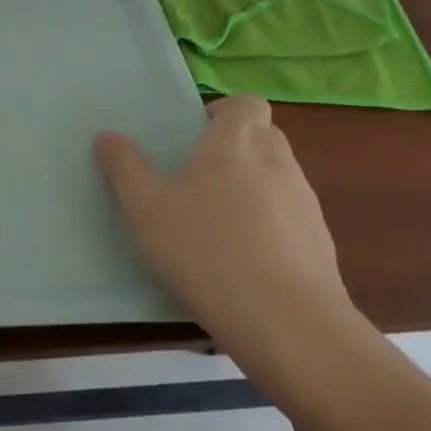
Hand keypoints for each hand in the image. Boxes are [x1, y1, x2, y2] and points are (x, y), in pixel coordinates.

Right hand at [94, 95, 356, 367]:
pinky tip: (245, 263)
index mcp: (238, 141)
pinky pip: (293, 220)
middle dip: (236, 147)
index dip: (224, 111)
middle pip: (264, 135)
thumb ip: (125, 168)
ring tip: (219, 224)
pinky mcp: (323, 247)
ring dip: (254, 188)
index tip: (196, 134)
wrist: (291, 328)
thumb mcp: (147, 209)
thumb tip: (107, 136)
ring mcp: (307, 205)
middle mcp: (279, 162)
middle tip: (198, 175)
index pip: (247, 102)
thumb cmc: (209, 251)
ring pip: (279, 178)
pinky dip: (272, 228)